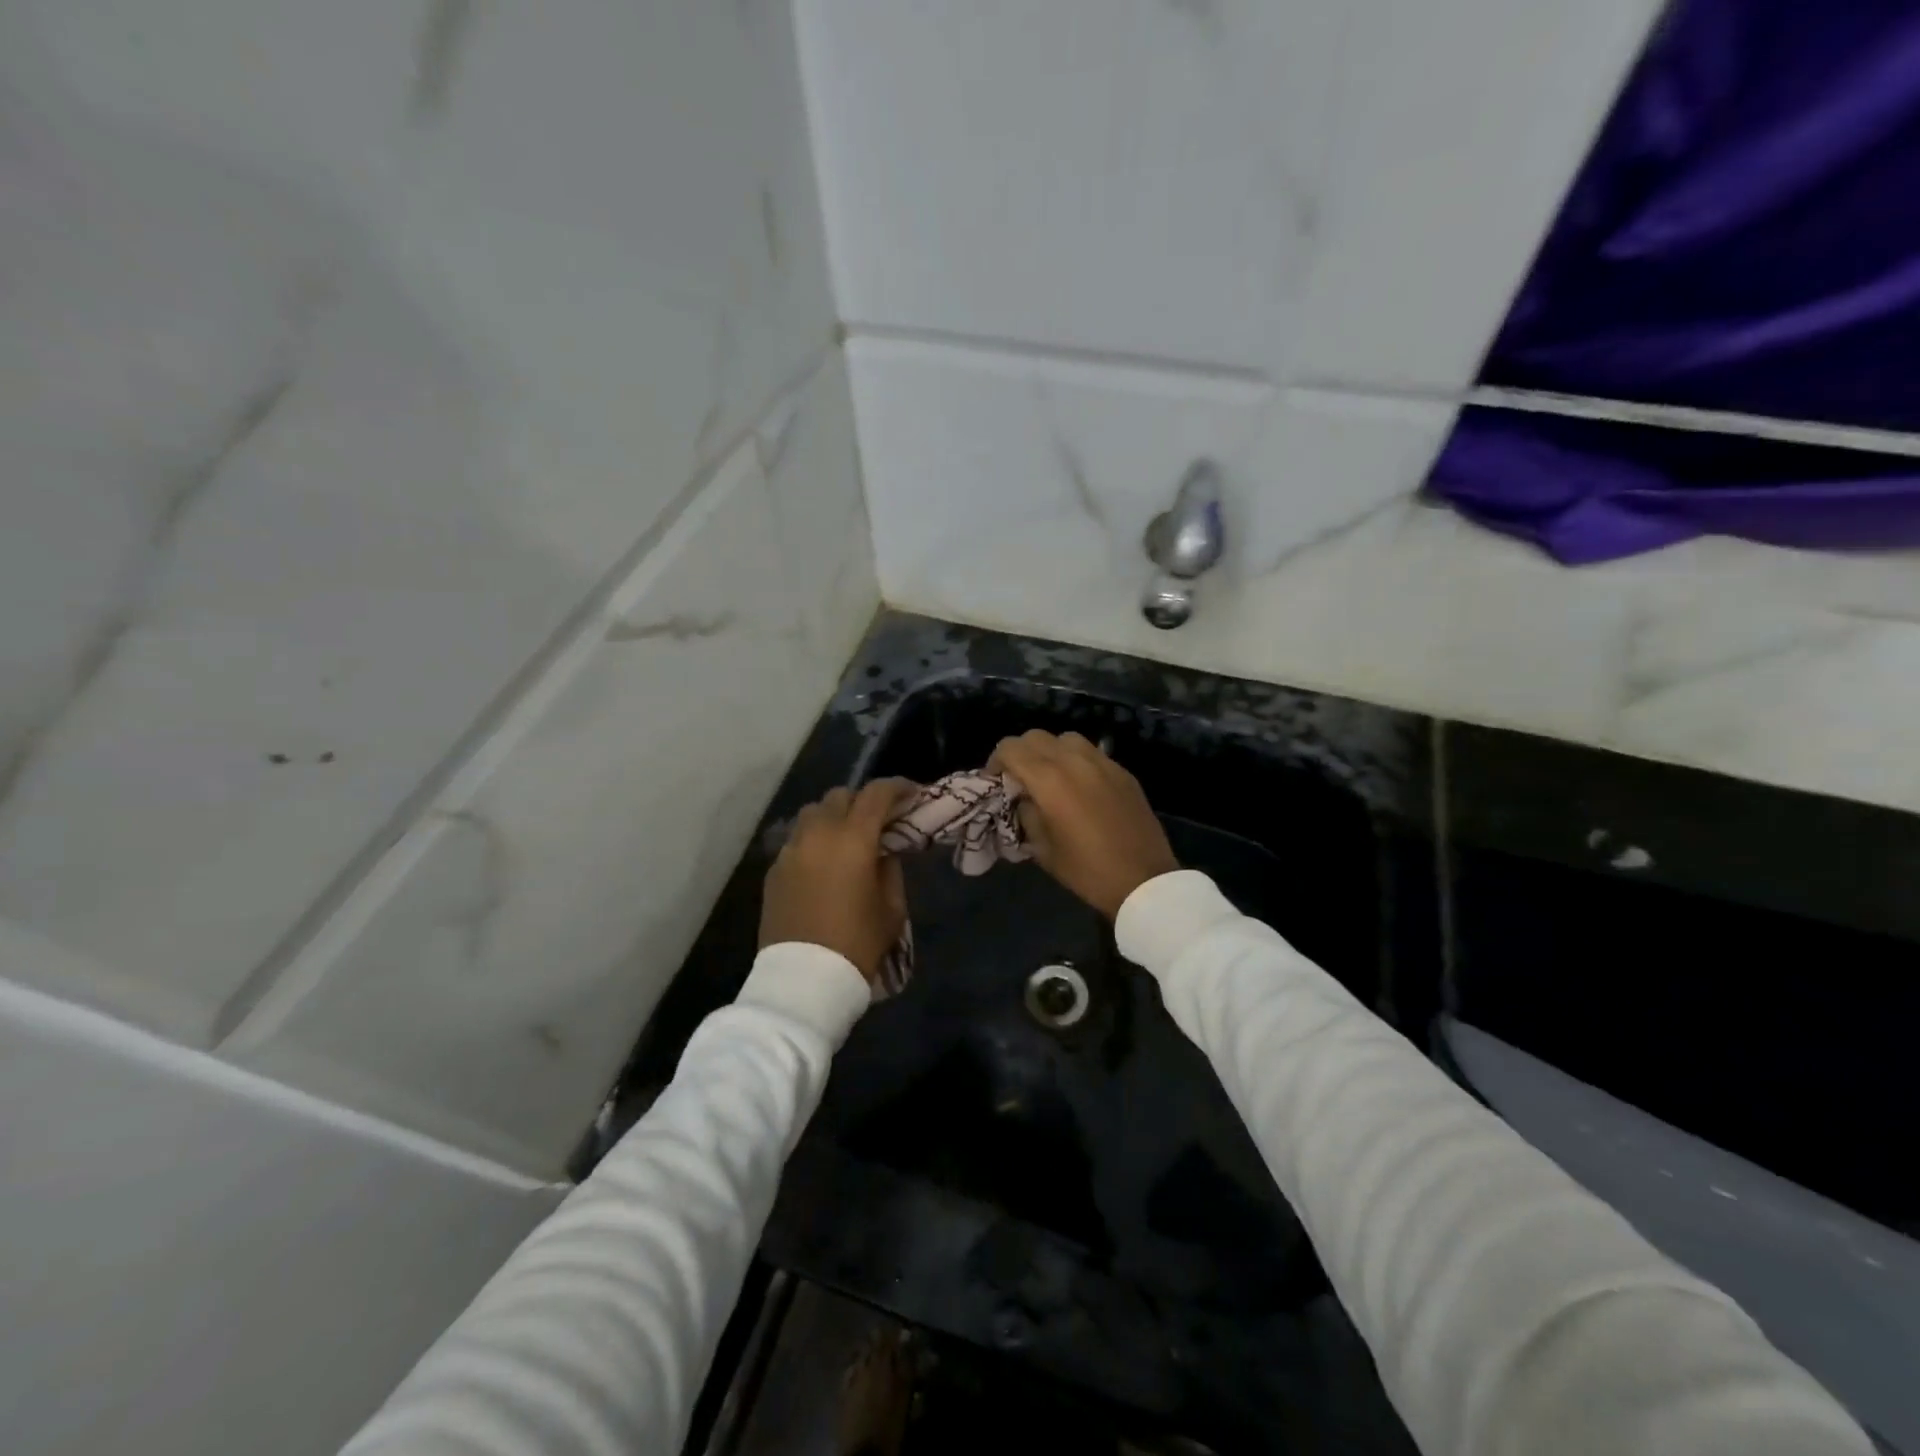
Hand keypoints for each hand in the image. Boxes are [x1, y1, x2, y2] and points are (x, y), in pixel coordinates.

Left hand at [760, 779, 914, 986]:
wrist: (804, 981)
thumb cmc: (857, 944)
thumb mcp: (891, 908)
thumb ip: (890, 869)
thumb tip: (883, 851)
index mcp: (853, 839)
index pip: (876, 794)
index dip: (898, 787)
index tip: (912, 793)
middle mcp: (817, 834)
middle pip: (840, 796)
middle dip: (862, 801)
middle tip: (879, 820)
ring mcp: (790, 850)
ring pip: (812, 813)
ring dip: (833, 817)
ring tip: (847, 838)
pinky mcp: (774, 870)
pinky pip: (796, 840)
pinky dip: (813, 840)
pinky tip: (824, 864)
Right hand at [988, 731, 1177, 918]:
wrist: (1144, 880)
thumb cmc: (1086, 870)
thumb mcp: (1043, 849)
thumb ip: (1027, 814)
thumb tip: (1023, 798)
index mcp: (1049, 780)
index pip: (1011, 748)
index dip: (996, 761)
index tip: (995, 781)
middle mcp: (1074, 761)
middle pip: (1036, 736)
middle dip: (1020, 752)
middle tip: (1019, 778)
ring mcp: (1103, 762)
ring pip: (1066, 738)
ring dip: (1050, 751)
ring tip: (1050, 776)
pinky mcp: (1122, 771)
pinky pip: (1092, 752)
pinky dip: (1076, 760)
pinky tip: (1079, 786)